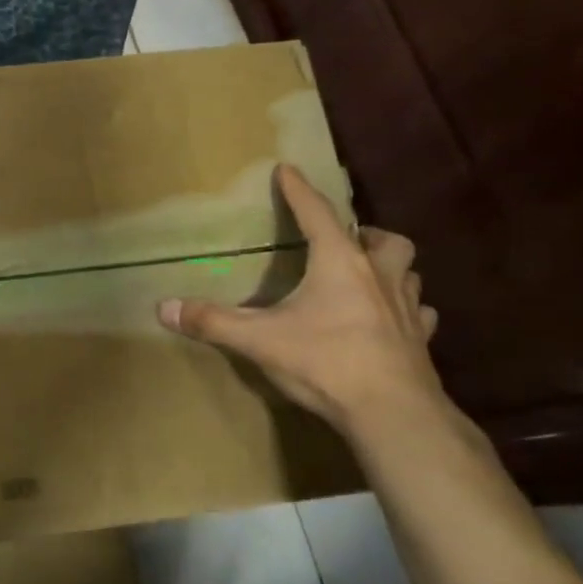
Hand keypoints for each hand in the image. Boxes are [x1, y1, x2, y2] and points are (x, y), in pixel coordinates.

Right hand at [157, 164, 443, 430]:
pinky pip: (419, 315)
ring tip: (369, 276)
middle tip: (347, 240)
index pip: (316, 213)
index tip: (287, 169)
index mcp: (338, 264)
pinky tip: (393, 322)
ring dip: (390, 268)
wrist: (393, 414)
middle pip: (385, 239)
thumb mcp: (259, 340)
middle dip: (366, 233)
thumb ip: (212, 321)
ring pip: (408, 273)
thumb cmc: (325, 362)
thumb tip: (162, 308)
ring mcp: (406, 309)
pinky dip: (407, 311)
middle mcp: (378, 276)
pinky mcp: (420, 342)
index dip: (298, 190)